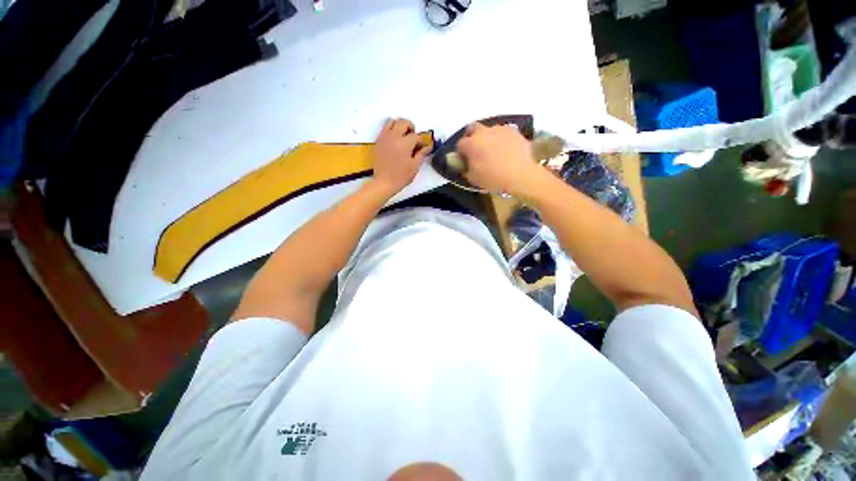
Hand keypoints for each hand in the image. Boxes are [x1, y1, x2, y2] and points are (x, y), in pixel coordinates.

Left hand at [371, 118, 430, 195]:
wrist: (384, 182)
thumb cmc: (401, 177)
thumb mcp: (414, 167)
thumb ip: (421, 154)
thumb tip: (428, 146)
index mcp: (405, 143)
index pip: (416, 136)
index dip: (421, 141)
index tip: (422, 147)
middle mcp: (394, 137)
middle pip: (404, 123)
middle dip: (411, 128)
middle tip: (413, 137)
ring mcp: (384, 138)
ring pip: (392, 121)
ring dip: (399, 125)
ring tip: (403, 135)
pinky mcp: (378, 141)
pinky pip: (384, 129)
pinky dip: (391, 130)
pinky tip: (394, 140)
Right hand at [457, 123, 546, 196]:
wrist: (520, 175)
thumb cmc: (493, 179)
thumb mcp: (473, 178)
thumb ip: (465, 168)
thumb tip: (463, 162)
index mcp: (471, 144)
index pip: (460, 145)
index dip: (461, 153)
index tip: (464, 161)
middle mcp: (483, 132)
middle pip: (472, 128)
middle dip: (471, 137)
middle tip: (475, 150)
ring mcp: (499, 129)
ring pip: (488, 130)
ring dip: (487, 138)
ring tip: (493, 151)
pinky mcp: (513, 131)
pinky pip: (503, 133)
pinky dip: (501, 139)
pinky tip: (505, 150)